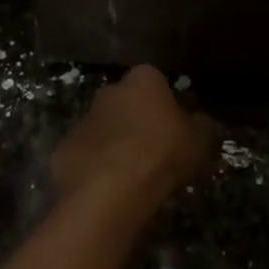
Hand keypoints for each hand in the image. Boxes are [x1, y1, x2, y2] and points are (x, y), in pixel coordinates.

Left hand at [51, 65, 212, 215]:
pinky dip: (96, 167)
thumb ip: (203, 126)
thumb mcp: (199, 141)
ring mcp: (85, 117)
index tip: (177, 132)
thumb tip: (203, 122)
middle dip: (139, 123)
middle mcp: (111, 89)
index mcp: (143, 78)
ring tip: (132, 177)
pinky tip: (108, 190)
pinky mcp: (65, 147)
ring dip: (116, 144)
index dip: (169, 108)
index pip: (159, 84)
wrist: (109, 189)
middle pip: (129, 103)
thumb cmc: (160, 154)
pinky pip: (87, 154)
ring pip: (106, 128)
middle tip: (155, 154)